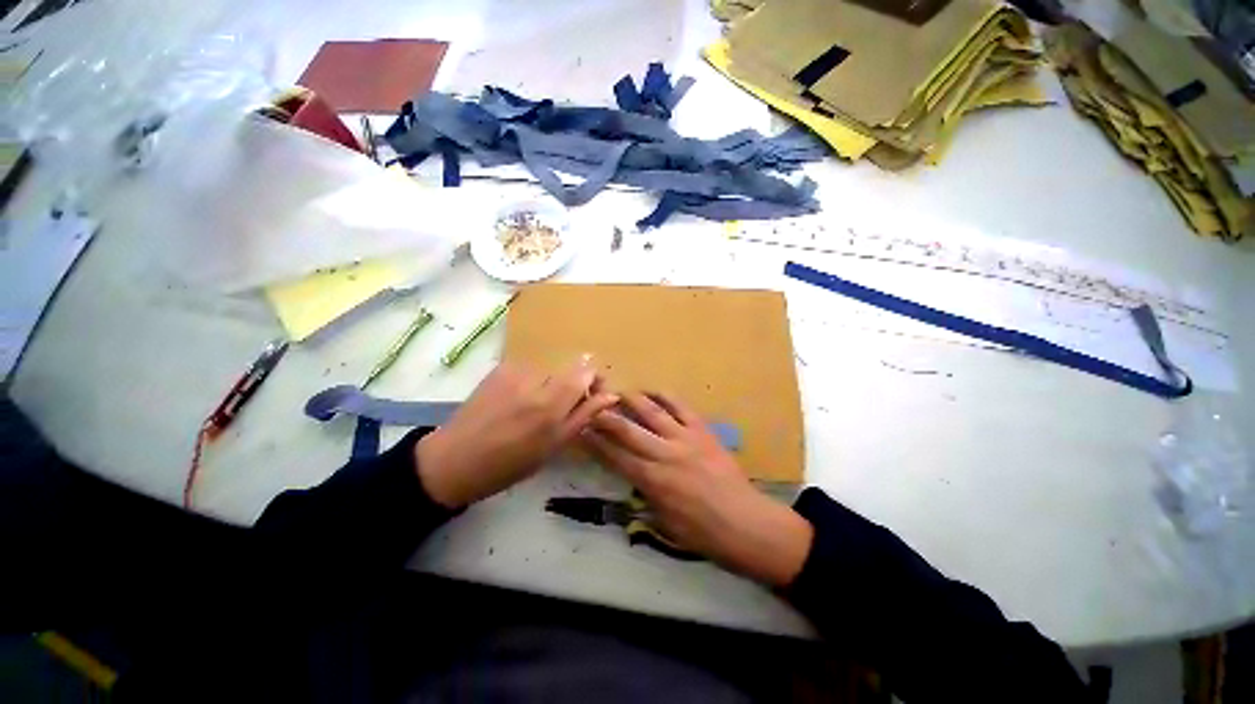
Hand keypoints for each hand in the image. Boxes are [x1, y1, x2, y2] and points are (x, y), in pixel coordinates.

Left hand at [415, 359, 617, 508]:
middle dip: (573, 383)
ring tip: (534, 406)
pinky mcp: (500, 368)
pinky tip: (517, 400)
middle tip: (562, 406)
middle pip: (569, 367)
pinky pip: (529, 369)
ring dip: (551, 383)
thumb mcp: (553, 446)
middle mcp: (534, 381)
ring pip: (550, 369)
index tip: (593, 394)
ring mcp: (514, 371)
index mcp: (550, 405)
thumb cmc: (509, 464)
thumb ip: (584, 416)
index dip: (595, 379)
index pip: (585, 371)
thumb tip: (610, 395)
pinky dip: (532, 381)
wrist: (454, 460)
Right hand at [583, 392, 812, 587]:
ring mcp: (684, 439)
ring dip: (633, 400)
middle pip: (628, 430)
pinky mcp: (702, 431)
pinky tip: (654, 391)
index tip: (582, 429)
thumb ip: (645, 497)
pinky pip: (681, 408)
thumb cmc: (702, 532)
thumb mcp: (663, 523)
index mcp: (652, 481)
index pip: (615, 456)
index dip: (595, 442)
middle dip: (606, 416)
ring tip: (619, 392)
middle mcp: (664, 454)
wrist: (744, 522)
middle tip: (593, 405)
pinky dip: (666, 397)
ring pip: (652, 413)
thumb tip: (633, 480)